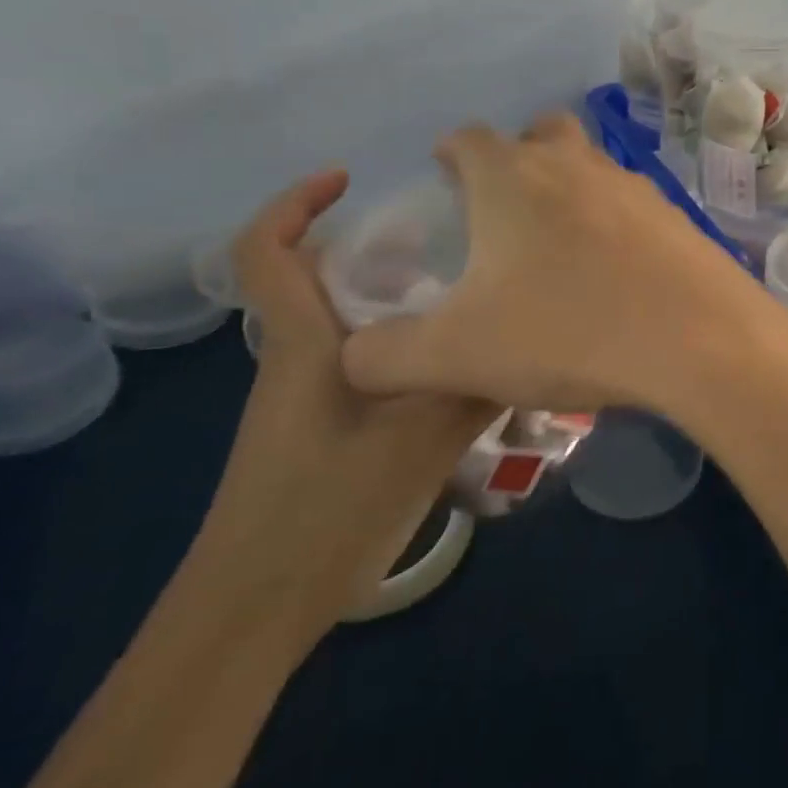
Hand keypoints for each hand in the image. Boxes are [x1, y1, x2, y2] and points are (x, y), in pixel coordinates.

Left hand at [192, 169, 498, 643]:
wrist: (255, 608)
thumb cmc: (324, 510)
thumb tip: (531, 347)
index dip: (294, 202)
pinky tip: (450, 368)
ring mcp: (304, 397)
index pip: (264, 252)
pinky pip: (359, 362)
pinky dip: (399, 345)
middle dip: (373, 248)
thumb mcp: (420, 442)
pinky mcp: (319, 428)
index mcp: (304, 344)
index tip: (348, 178)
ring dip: (393, 299)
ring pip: (345, 322)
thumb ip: (477, 389)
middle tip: (447, 242)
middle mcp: (296, 358)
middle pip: (318, 278)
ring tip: (462, 299)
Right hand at [341, 116, 787, 419]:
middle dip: (517, 157)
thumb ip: (384, 356)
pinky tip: (617, 273)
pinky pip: (634, 206)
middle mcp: (575, 164)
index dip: (450, 155)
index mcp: (512, 177)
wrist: (697, 340)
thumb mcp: (456, 355)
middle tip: (504, 208)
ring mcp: (634, 186)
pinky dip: (616, 225)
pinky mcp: (677, 216)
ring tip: (560, 247)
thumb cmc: (566, 331)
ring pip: (591, 166)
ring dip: (571, 189)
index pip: (468, 138)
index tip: (445, 180)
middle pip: (540, 133)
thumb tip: (351, 358)